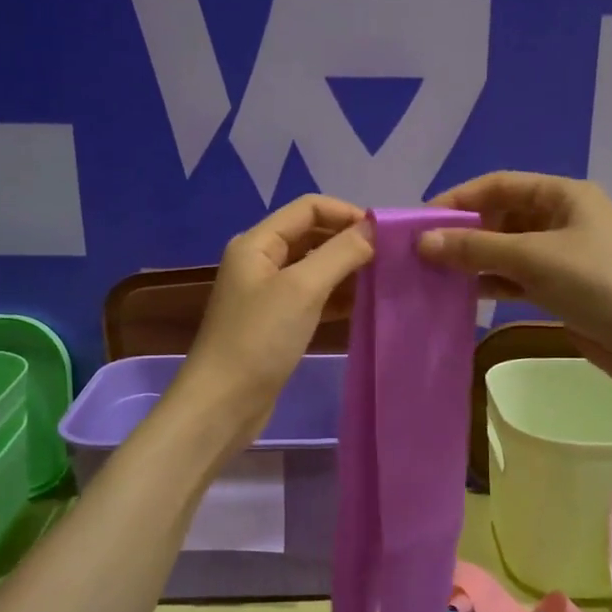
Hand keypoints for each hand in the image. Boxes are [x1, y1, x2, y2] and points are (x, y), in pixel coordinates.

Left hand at [177, 195, 374, 438]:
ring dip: (346, 269)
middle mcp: (260, 260)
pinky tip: (362, 305)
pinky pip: (312, 296)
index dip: (347, 213)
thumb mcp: (303, 289)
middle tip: (388, 258)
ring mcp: (267, 292)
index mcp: (257, 242)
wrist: (223, 404)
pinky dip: (336, 296)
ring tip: (382, 280)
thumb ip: (340, 253)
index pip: (309, 207)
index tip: (385, 235)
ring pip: (314, 266)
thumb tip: (374, 228)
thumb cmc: (260, 339)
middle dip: (349, 241)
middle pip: (312, 234)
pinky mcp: (276, 321)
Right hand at [417, 172, 611, 392]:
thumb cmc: (599, 284)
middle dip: (464, 232)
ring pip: (508, 250)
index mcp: (563, 195)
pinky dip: (493, 283)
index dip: (458, 199)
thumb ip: (476, 248)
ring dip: (475, 260)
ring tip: (435, 275)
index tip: (420, 221)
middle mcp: (562, 219)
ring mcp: (563, 256)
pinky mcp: (563, 289)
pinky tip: (465, 295)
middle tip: (423, 254)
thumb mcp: (534, 259)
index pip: (498, 185)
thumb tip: (422, 241)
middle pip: (502, 216)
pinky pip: (518, 278)